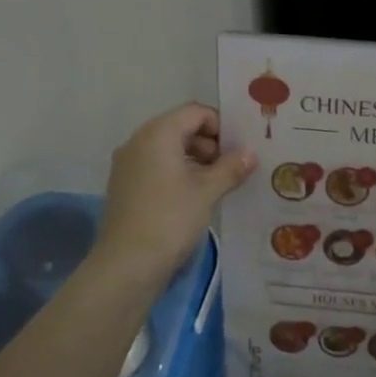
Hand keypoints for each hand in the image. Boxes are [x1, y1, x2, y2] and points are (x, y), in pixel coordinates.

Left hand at [96, 103, 255, 282]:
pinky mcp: (125, 186)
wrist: (128, 264)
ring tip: (218, 185)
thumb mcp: (207, 191)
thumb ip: (231, 168)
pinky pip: (157, 167)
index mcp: (157, 134)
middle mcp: (138, 142)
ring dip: (196, 160)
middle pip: (180, 128)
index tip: (239, 150)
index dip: (221, 126)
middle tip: (232, 169)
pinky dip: (178, 174)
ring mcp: (128, 165)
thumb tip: (250, 153)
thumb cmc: (171, 219)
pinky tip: (195, 197)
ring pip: (168, 149)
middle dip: (210, 144)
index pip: (194, 112)